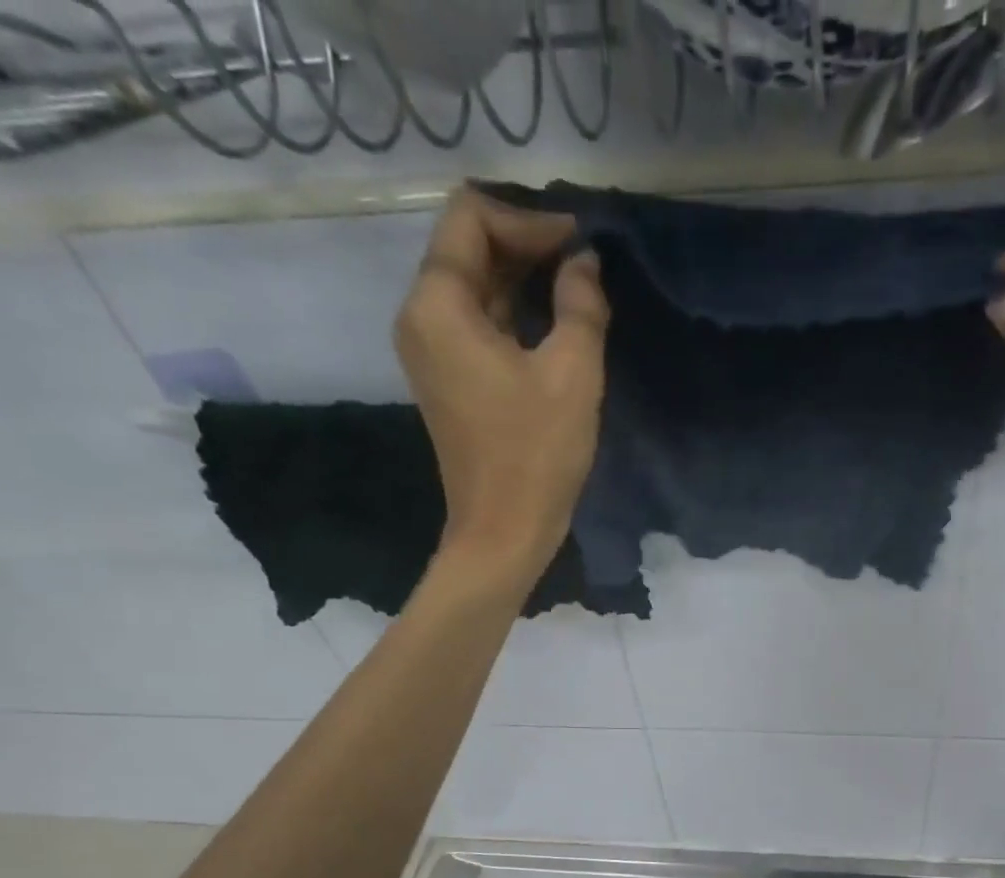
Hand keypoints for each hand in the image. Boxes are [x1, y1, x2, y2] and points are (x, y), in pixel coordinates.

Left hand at [395, 185, 608, 577]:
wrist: (504, 532)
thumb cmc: (537, 454)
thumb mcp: (572, 373)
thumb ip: (580, 304)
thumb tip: (584, 262)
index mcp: (439, 304)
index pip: (471, 217)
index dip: (528, 219)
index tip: (578, 244)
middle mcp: (421, 317)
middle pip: (467, 248)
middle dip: (526, 246)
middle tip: (584, 266)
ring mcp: (430, 351)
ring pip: (473, 287)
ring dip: (522, 281)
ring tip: (577, 293)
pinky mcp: (448, 380)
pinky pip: (476, 324)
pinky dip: (512, 314)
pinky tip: (554, 327)